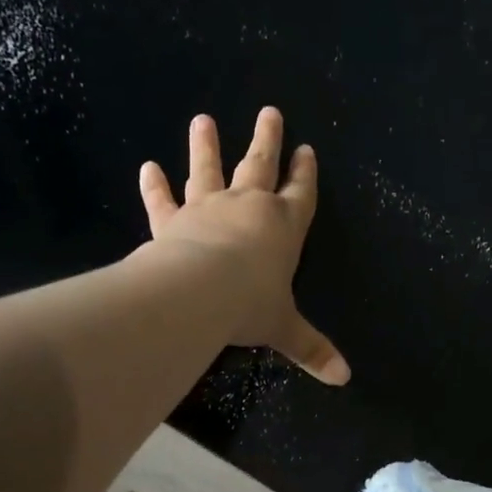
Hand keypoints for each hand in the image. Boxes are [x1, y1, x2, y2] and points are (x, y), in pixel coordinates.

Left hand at [138, 107, 348, 384]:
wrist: (200, 293)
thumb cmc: (252, 305)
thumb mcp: (286, 330)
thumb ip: (312, 349)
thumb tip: (345, 379)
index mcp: (284, 227)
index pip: (300, 194)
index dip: (305, 174)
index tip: (306, 150)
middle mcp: (248, 208)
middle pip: (259, 166)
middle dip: (267, 140)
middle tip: (269, 112)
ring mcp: (208, 209)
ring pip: (208, 170)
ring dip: (205, 146)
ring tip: (202, 120)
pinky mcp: (172, 221)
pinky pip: (162, 200)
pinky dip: (154, 185)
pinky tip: (147, 167)